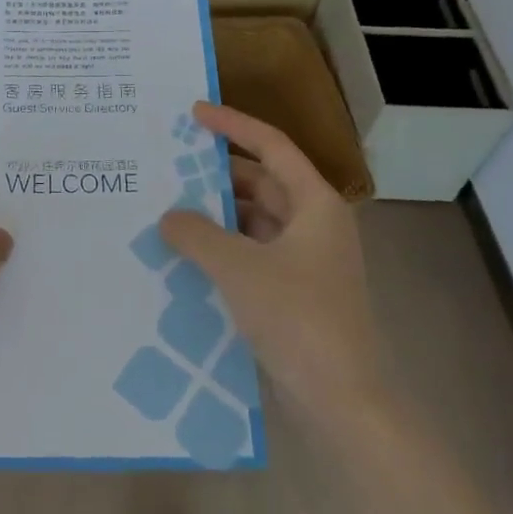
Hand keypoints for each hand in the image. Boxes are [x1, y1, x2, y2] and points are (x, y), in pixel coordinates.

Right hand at [160, 102, 379, 419]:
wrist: (343, 400)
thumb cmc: (298, 318)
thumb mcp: (239, 268)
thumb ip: (197, 234)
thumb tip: (168, 217)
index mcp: (315, 204)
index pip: (271, 146)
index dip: (233, 124)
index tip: (194, 113)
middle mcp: (314, 224)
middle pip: (263, 182)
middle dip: (218, 175)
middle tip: (172, 166)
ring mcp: (307, 260)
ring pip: (255, 220)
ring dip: (218, 215)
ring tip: (170, 209)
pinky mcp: (295, 292)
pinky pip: (253, 253)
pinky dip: (224, 248)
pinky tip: (188, 254)